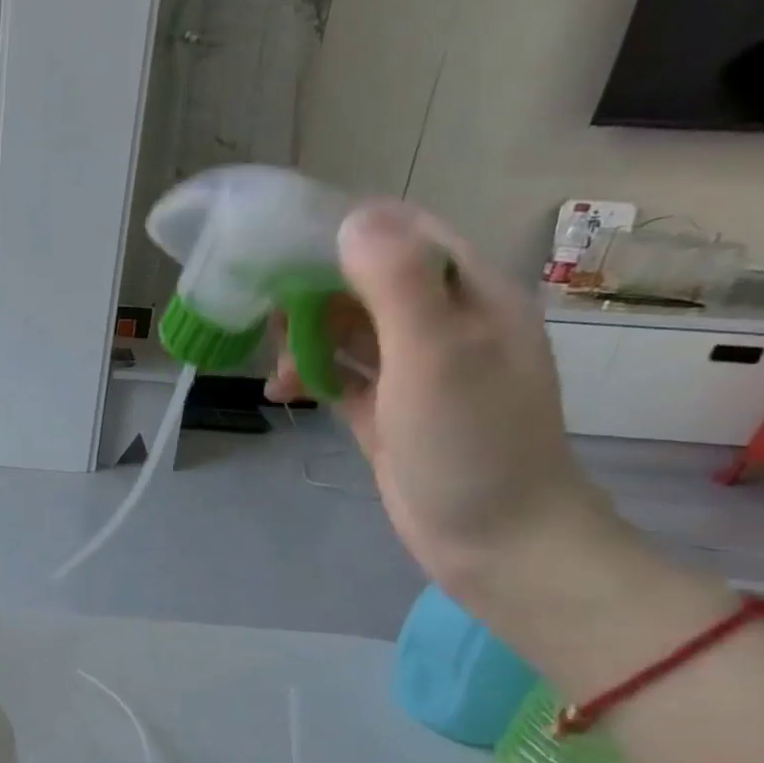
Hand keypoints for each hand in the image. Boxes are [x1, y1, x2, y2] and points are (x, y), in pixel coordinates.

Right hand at [266, 199, 617, 609]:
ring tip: (275, 366)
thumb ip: (397, 284)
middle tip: (264, 317)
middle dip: (312, 293)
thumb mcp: (436, 356)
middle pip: (366, 283)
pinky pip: (342, 376)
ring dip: (306, 338)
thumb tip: (351, 218)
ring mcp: (416, 370)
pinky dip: (311, 377)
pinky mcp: (390, 412)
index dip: (342, 234)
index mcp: (471, 295)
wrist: (498, 544)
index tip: (279, 250)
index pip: (403, 235)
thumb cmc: (472, 445)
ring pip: (348, 330)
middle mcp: (445, 323)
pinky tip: (282, 393)